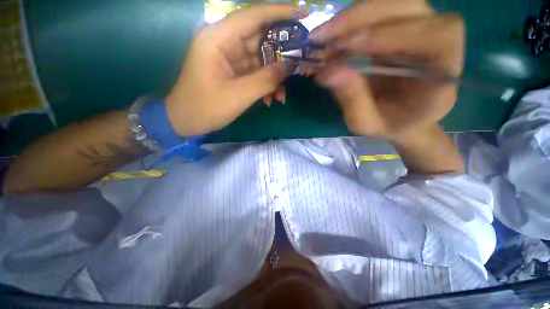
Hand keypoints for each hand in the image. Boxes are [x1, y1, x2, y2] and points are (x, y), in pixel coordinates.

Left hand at [166, 5, 305, 136]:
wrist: (187, 121)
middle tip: (301, 62)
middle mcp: (224, 42)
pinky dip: (265, 85)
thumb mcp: (239, 95)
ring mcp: (229, 58)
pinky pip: (255, 73)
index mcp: (218, 38)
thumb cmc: (207, 108)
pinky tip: (271, 99)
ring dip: (274, 77)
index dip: (280, 13)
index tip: (304, 15)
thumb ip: (266, 80)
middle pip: (260, 38)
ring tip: (282, 95)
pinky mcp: (233, 72)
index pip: (253, 16)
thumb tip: (290, 66)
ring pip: (259, 59)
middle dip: (281, 53)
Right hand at [310, 0, 463, 138]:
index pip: (432, 35)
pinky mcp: (401, 25)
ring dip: (351, 18)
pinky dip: (350, 23)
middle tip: (321, 37)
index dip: (389, 34)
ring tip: (321, 39)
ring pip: (389, 3)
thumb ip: (353, 101)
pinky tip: (330, 40)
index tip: (347, 47)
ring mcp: (420, 26)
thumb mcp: (367, 123)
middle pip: (407, 6)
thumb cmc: (390, 125)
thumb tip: (327, 72)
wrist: (402, 117)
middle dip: (359, 18)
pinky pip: (377, 12)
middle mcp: (439, 39)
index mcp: (444, 70)